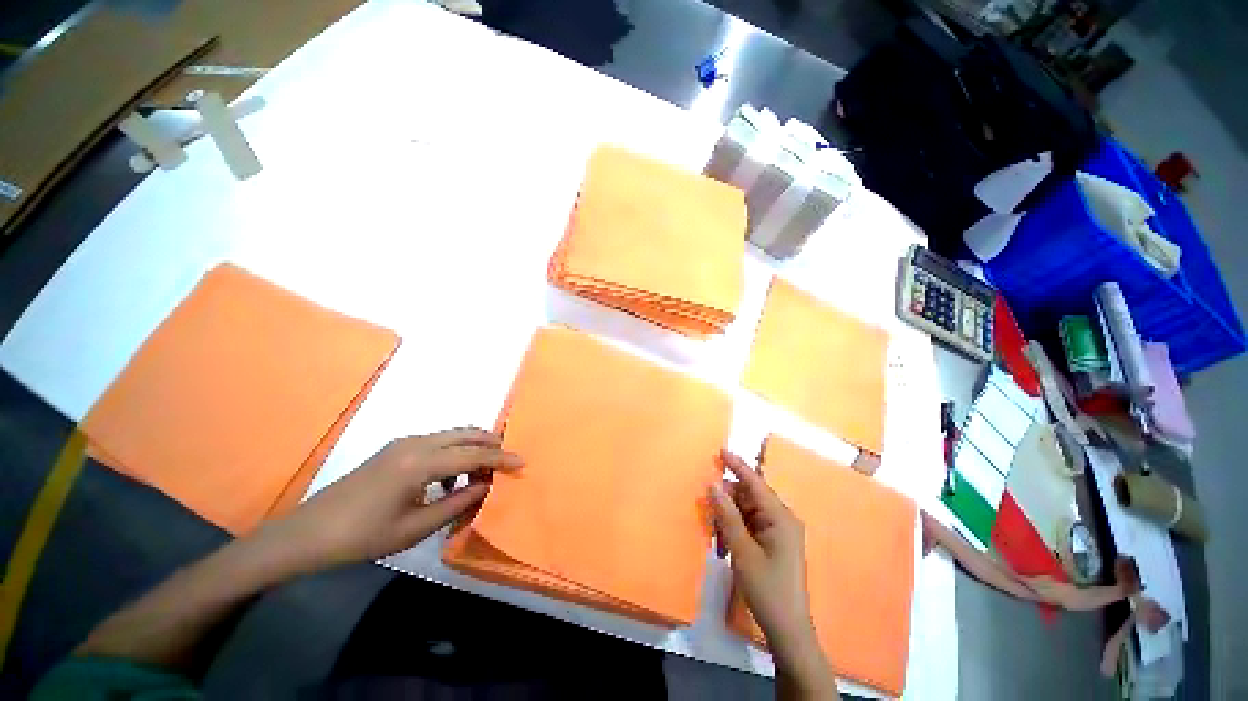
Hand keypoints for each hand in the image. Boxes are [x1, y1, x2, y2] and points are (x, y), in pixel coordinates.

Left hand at [264, 427, 522, 569]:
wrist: (308, 533)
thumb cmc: (363, 536)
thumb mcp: (415, 528)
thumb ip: (457, 504)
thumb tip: (485, 488)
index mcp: (421, 463)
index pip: (473, 456)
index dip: (501, 459)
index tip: (522, 463)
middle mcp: (416, 443)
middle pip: (466, 433)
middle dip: (491, 444)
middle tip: (507, 461)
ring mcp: (404, 442)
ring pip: (452, 435)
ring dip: (472, 448)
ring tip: (482, 474)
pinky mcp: (395, 448)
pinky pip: (437, 442)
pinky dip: (453, 453)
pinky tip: (449, 480)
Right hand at [711, 450, 811, 641]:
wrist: (787, 630)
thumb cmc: (767, 589)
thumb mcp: (742, 551)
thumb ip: (727, 515)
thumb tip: (713, 485)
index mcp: (780, 517)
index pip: (755, 483)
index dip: (737, 465)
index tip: (721, 451)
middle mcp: (781, 519)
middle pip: (748, 497)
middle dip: (727, 501)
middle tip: (707, 510)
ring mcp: (777, 532)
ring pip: (745, 512)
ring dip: (728, 519)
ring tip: (715, 536)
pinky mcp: (772, 544)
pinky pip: (748, 526)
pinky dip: (734, 531)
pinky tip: (723, 547)